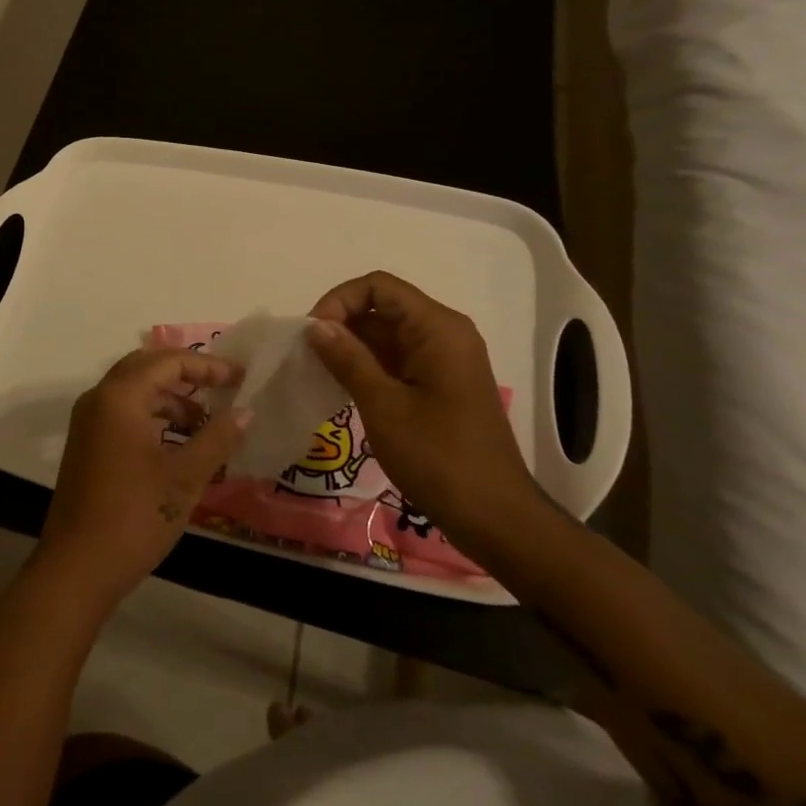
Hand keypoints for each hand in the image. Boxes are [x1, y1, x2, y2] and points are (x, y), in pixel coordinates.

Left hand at [35, 349, 249, 613]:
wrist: (76, 570)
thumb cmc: (133, 518)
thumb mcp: (184, 478)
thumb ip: (217, 438)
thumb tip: (246, 412)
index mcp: (119, 397)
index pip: (168, 361)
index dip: (207, 365)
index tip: (240, 378)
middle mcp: (99, 399)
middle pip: (147, 366)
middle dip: (187, 373)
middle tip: (223, 387)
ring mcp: (88, 422)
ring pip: (134, 390)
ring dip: (170, 397)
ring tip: (205, 422)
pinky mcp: (86, 444)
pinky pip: (124, 412)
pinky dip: (153, 415)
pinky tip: (178, 442)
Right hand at [306, 271, 542, 564]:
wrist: (496, 518)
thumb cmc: (439, 458)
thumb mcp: (384, 406)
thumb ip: (348, 358)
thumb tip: (315, 325)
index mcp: (437, 328)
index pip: (378, 287)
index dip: (340, 300)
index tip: (313, 333)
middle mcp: (444, 333)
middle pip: (383, 307)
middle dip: (342, 323)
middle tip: (308, 356)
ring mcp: (445, 359)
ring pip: (387, 334)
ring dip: (352, 347)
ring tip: (319, 372)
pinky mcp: (441, 383)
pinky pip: (398, 358)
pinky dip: (369, 366)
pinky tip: (343, 387)